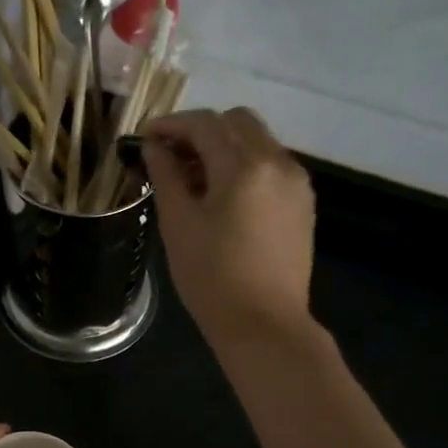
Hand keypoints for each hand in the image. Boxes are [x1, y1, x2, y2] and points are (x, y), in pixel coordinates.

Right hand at [142, 107, 315, 345]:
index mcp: (245, 165)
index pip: (205, 124)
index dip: (171, 125)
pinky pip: (271, 166)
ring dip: (224, 148)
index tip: (145, 138)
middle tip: (170, 156)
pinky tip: (222, 195)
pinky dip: (244, 166)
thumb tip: (155, 146)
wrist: (264, 324)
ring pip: (257, 142)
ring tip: (193, 178)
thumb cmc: (211, 276)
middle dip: (201, 131)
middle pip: (237, 123)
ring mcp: (296, 182)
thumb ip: (166, 175)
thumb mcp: (178, 223)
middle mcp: (278, 162)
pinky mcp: (302, 203)